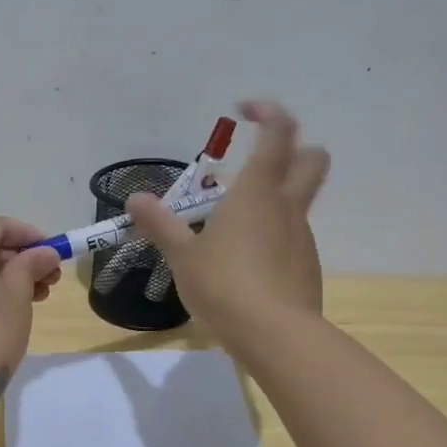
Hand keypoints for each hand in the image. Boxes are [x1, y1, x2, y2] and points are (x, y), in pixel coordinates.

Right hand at [127, 99, 328, 349]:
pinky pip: (294, 236)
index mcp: (256, 192)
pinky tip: (249, 263)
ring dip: (278, 197)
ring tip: (236, 224)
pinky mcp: (308, 266)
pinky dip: (276, 235)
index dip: (267, 113)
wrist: (275, 336)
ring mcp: (302, 236)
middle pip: (312, 159)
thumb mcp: (183, 256)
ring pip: (301, 200)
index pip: (277, 133)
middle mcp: (286, 206)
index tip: (244, 110)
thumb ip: (161, 225)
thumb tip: (134, 199)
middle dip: (294, 147)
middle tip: (260, 159)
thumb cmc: (224, 286)